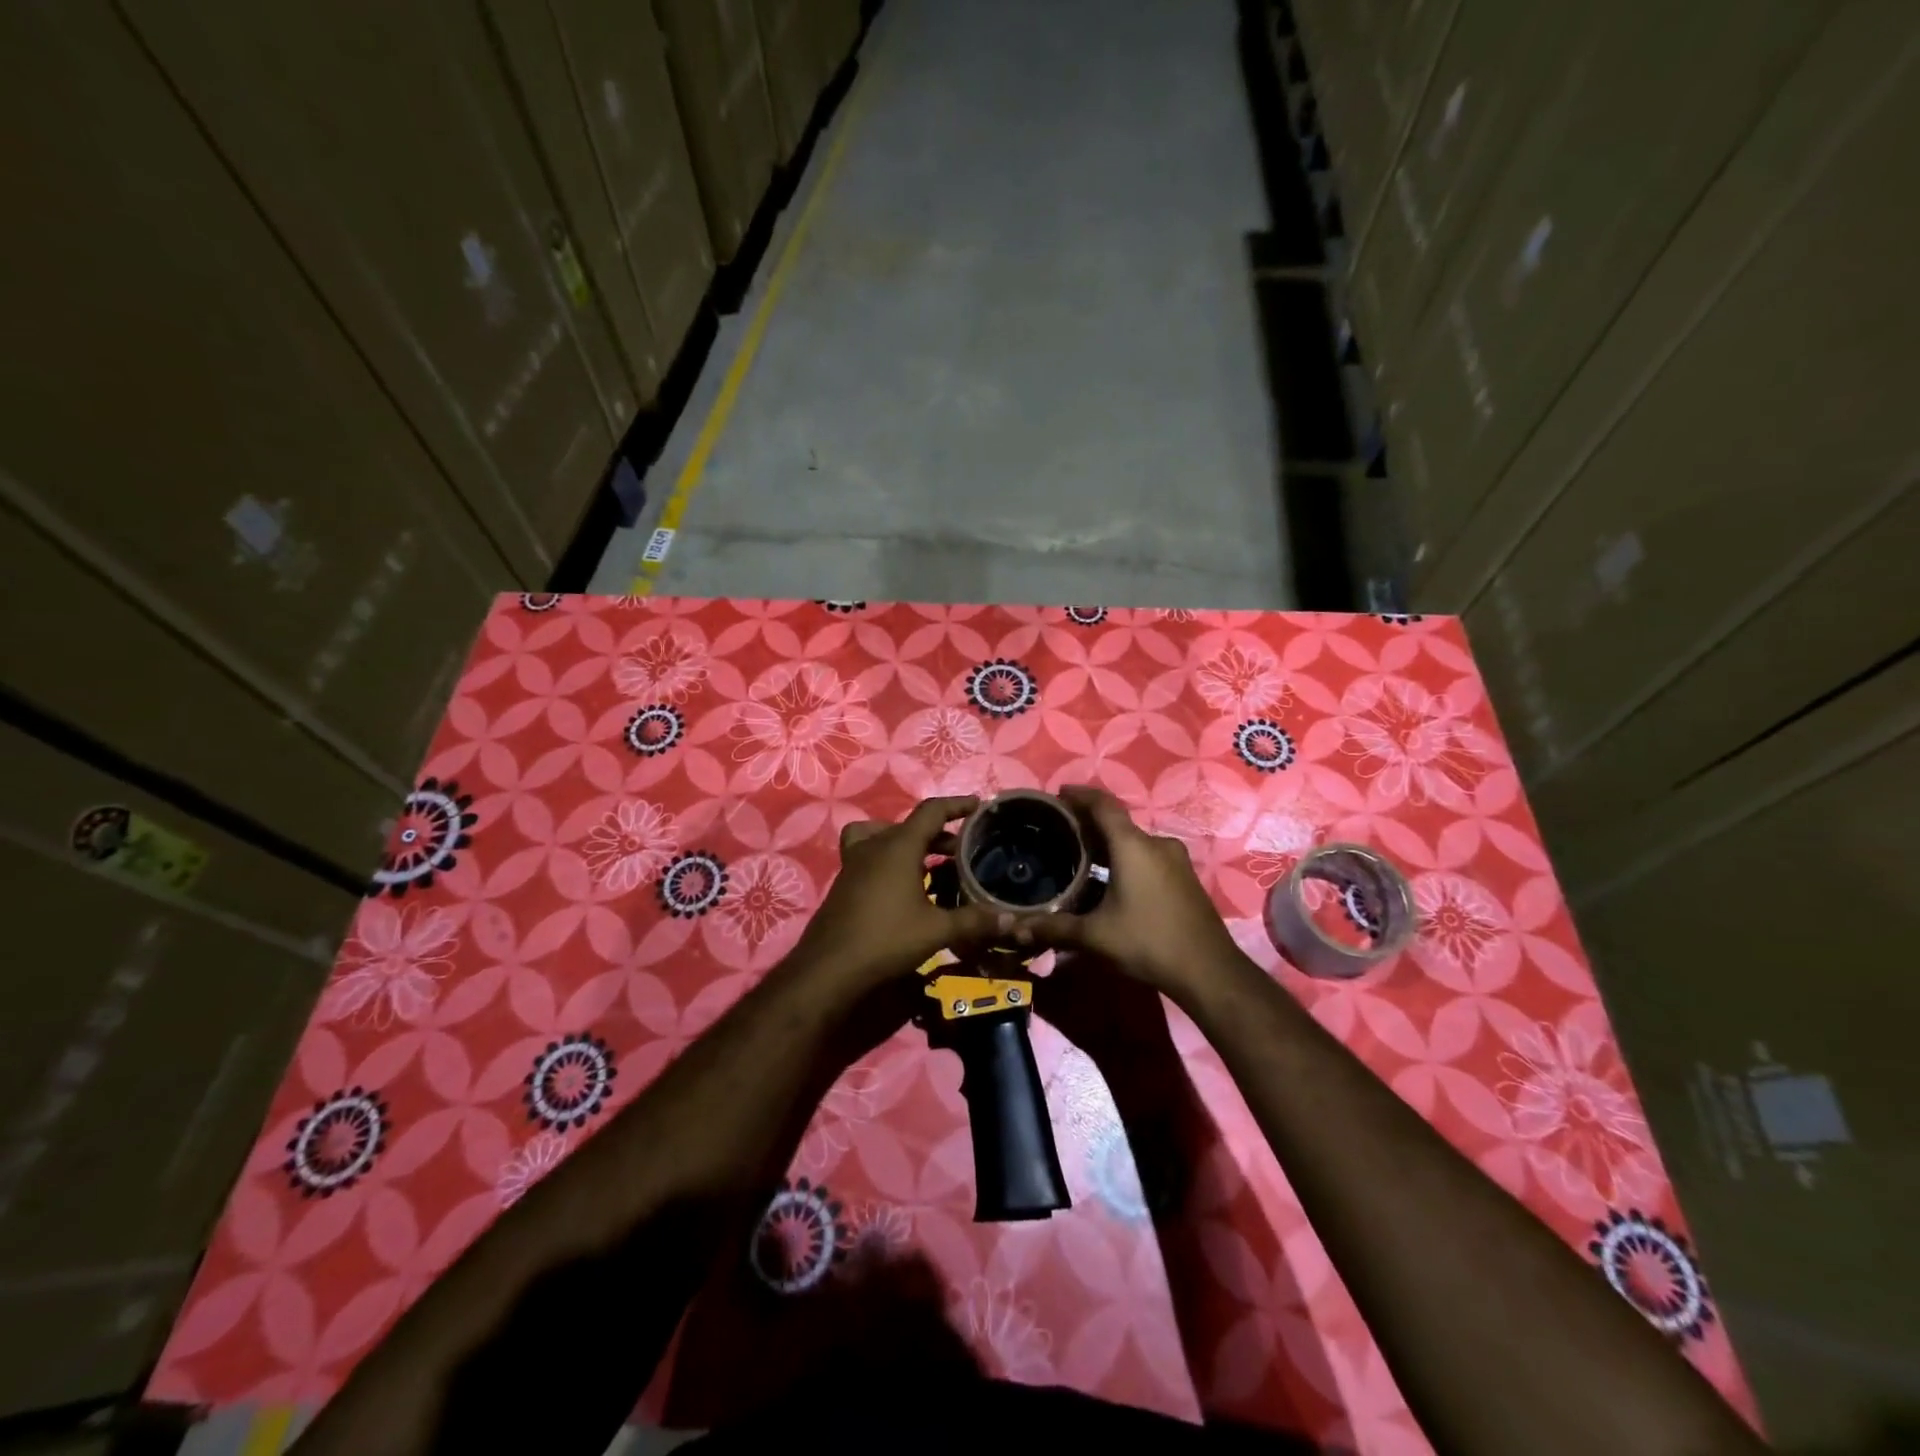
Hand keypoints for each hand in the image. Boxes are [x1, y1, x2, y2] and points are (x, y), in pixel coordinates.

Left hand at [792, 796, 1001, 988]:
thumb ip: (974, 920)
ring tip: (930, 864)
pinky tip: (904, 889)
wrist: (829, 968)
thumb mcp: (937, 930)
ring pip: (884, 837)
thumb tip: (1011, 920)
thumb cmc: (886, 939)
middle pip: (909, 824)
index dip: (956, 805)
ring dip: (909, 843)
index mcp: (899, 846)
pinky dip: (890, 860)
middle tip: (961, 849)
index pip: (931, 811)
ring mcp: (854, 864)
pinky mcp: (845, 883)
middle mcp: (874, 846)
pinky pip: (871, 856)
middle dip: (937, 832)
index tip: (977, 805)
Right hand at [1021, 786, 1247, 1000]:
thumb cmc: (1148, 942)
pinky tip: (1113, 881)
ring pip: (1135, 842)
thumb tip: (1016, 928)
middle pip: (1118, 823)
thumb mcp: (1095, 936)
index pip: (1103, 805)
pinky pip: (1149, 857)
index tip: (1059, 793)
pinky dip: (1127, 859)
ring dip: (1110, 844)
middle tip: (1062, 831)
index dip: (1080, 795)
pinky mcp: (1185, 878)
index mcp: (1132, 846)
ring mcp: (1176, 861)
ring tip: (1083, 857)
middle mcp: (1156, 844)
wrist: (1209, 971)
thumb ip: (1054, 928)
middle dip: (1090, 823)